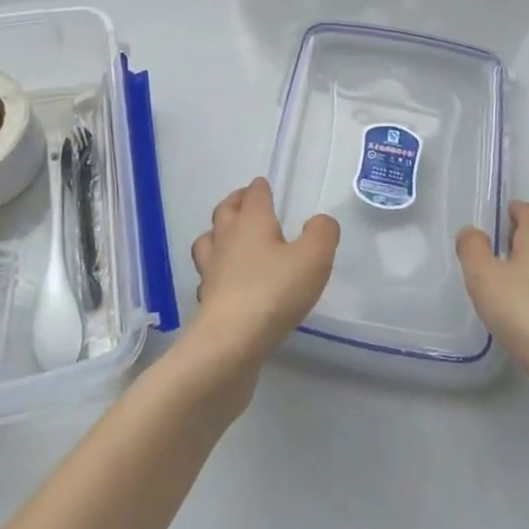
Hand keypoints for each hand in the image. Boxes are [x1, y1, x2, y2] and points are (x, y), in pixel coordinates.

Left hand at [187, 178, 338, 371]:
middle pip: (225, 211)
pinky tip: (227, 281)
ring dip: (218, 234)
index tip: (264, 186)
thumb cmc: (273, 292)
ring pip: (208, 241)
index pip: (253, 195)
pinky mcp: (207, 299)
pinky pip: (208, 275)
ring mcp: (212, 269)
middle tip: (245, 202)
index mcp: (251, 222)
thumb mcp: (313, 258)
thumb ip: (322, 234)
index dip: (260, 188)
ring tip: (230, 239)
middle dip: (236, 203)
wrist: (230, 342)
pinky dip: (216, 272)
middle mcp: (226, 239)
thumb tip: (319, 221)